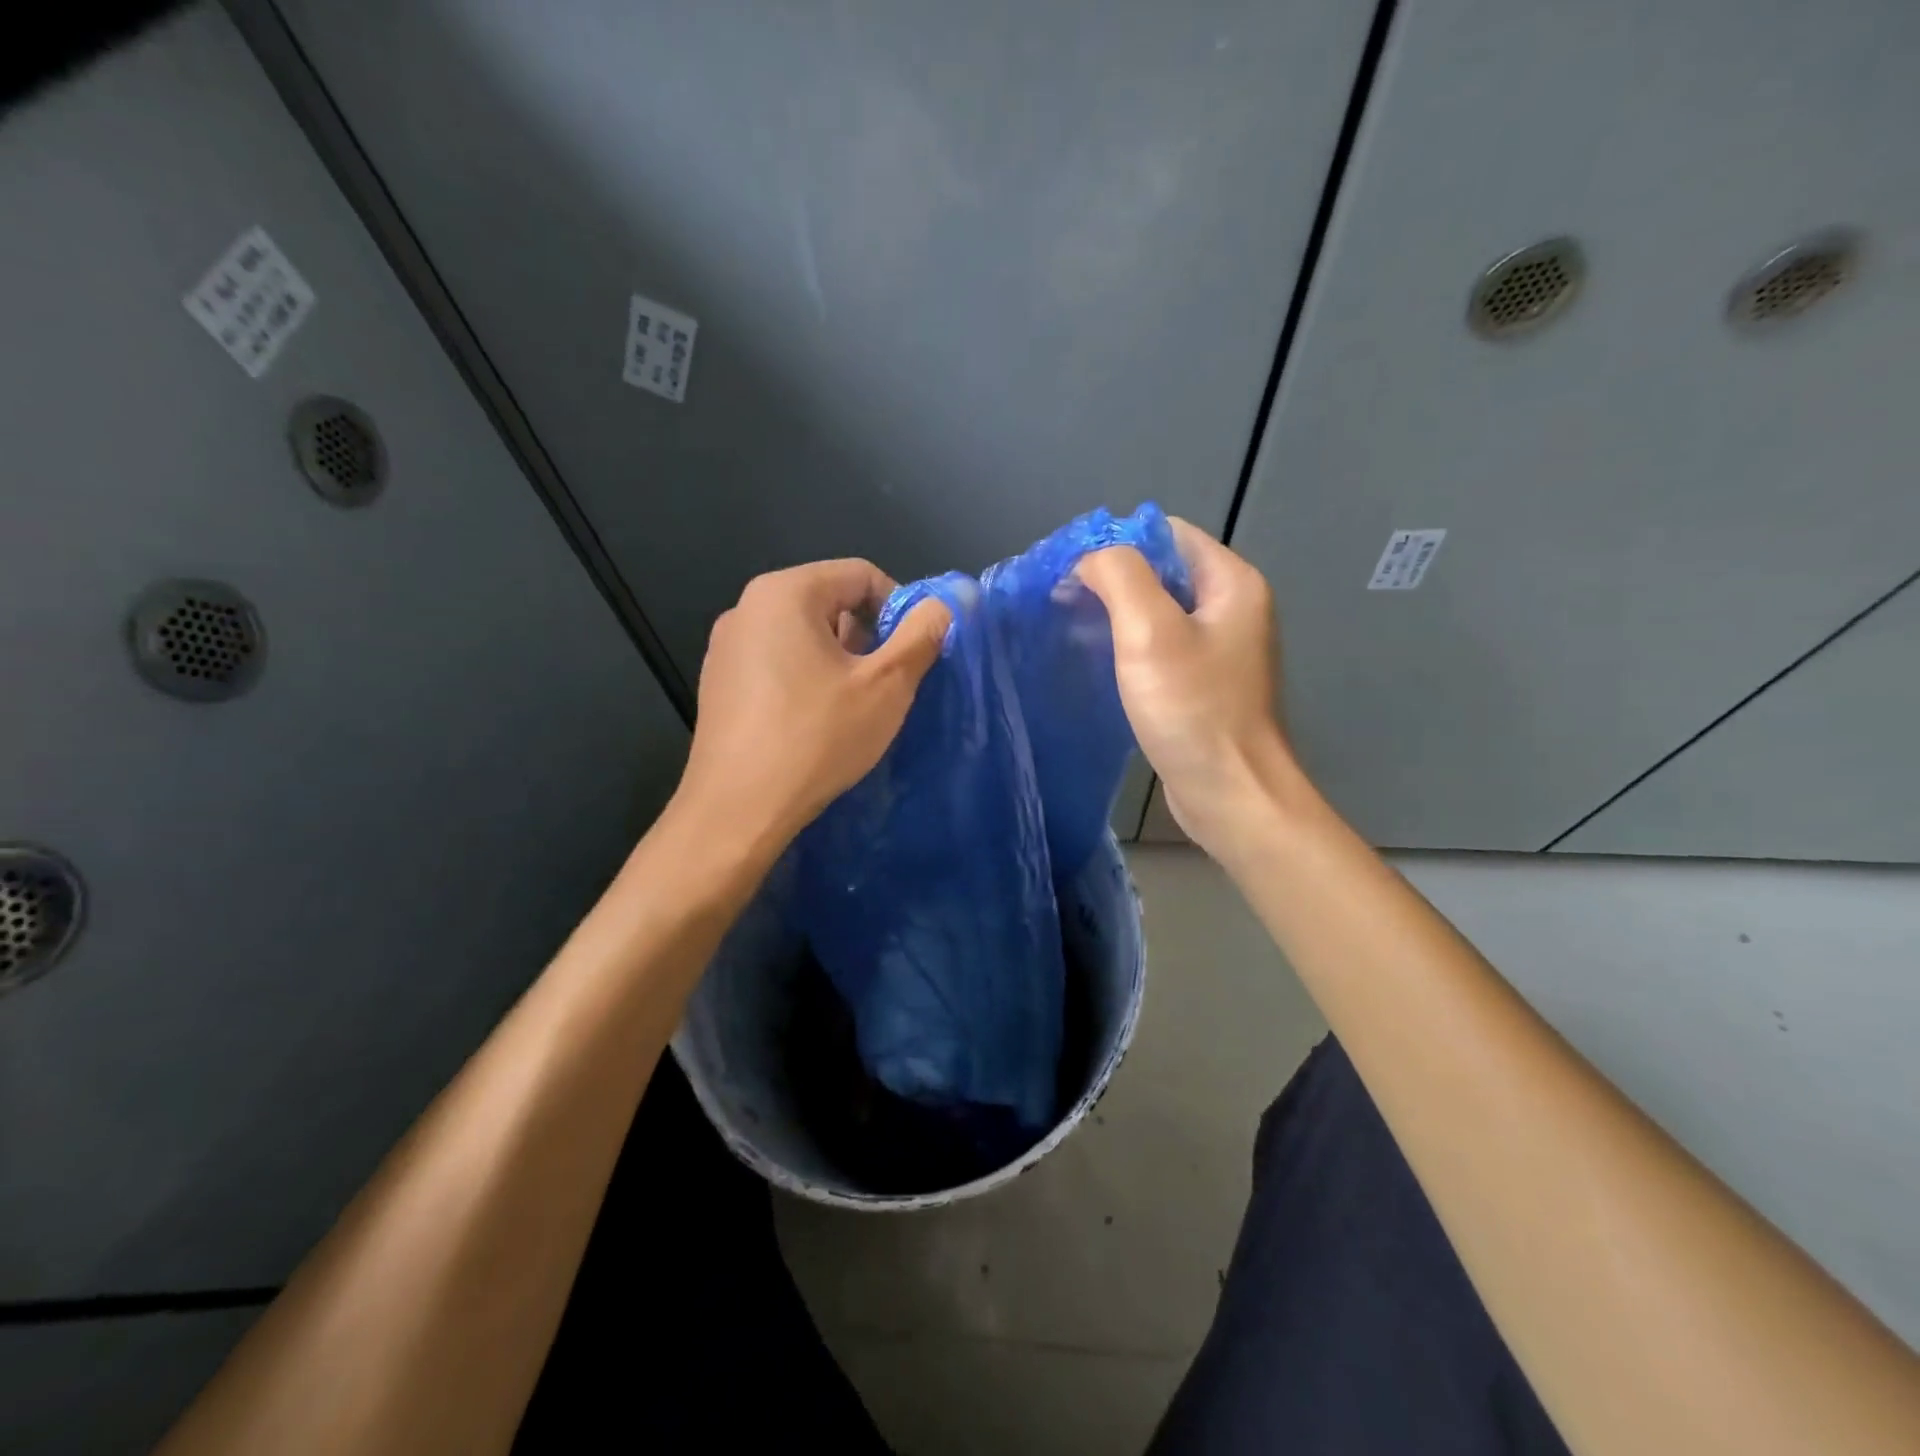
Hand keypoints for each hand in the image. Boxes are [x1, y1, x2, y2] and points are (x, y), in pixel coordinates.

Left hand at [673, 559, 950, 854]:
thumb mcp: (886, 686)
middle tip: (885, 685)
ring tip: (852, 707)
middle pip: (829, 601)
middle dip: (867, 637)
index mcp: (785, 592)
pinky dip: (805, 678)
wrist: (737, 809)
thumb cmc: (817, 737)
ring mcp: (726, 646)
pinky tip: (813, 723)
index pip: (861, 575)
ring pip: (802, 635)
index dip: (899, 608)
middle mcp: (747, 607)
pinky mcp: (718, 683)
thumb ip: (922, 635)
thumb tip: (945, 604)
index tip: (912, 655)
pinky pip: (776, 662)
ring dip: (838, 660)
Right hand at [1078, 519, 1296, 860]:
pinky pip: (1160, 647)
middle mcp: (1232, 607)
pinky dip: (1127, 647)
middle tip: (1060, 601)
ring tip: (1069, 629)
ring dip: (1114, 614)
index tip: (1068, 572)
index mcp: (1231, 583)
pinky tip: (1097, 663)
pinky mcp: (1204, 683)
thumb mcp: (1149, 632)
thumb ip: (1119, 576)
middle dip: (1109, 580)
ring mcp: (1220, 648)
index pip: (1164, 534)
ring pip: (1157, 611)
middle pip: (1160, 571)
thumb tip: (1090, 558)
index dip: (1114, 544)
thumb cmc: (1193, 710)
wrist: (1231, 794)